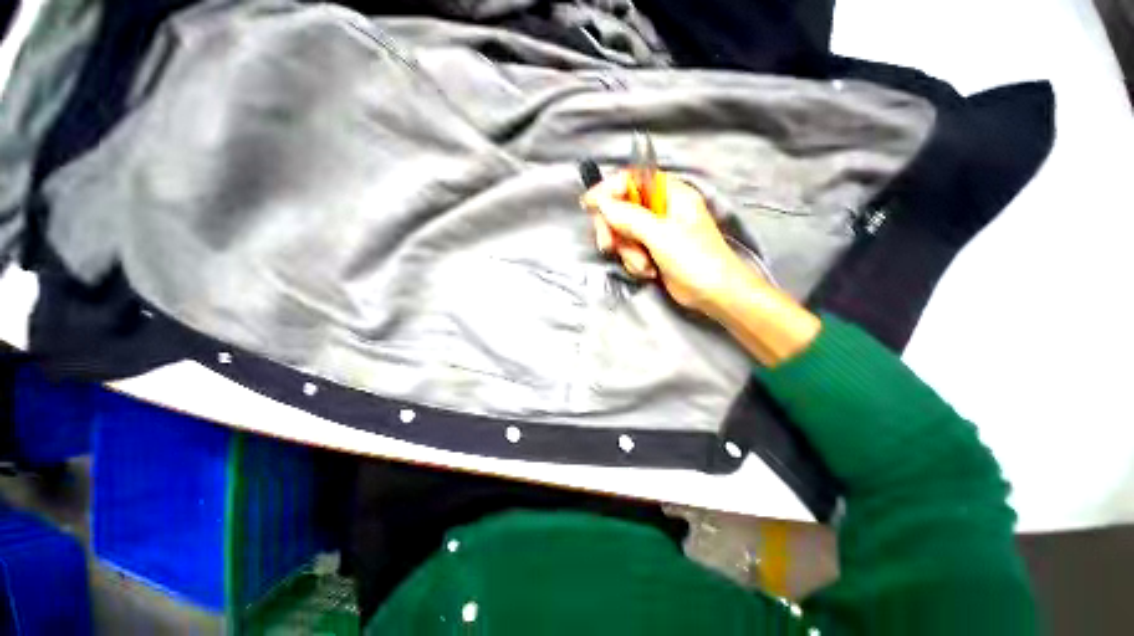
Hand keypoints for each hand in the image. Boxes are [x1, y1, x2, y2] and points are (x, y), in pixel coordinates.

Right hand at [581, 171, 755, 320]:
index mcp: (671, 194)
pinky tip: (649, 272)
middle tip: (610, 245)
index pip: (633, 180)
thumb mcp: (661, 235)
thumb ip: (629, 217)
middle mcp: (661, 210)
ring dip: (628, 253)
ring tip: (645, 265)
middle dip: (615, 230)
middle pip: (622, 208)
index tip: (591, 204)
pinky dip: (634, 263)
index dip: (610, 189)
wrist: (714, 294)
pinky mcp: (651, 251)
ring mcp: (655, 232)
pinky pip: (629, 251)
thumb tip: (601, 203)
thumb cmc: (696, 260)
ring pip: (623, 233)